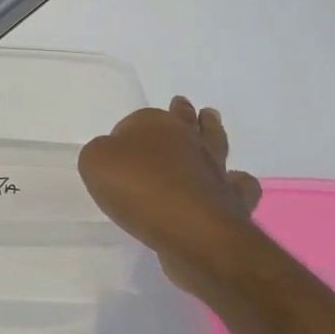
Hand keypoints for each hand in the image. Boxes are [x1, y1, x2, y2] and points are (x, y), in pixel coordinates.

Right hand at [78, 97, 262, 294]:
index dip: (127, 132)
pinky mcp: (231, 199)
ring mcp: (214, 169)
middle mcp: (188, 140)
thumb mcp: (96, 162)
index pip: (138, 120)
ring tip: (211, 121)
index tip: (118, 149)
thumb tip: (116, 156)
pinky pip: (238, 185)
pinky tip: (230, 184)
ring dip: (212, 130)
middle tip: (181, 104)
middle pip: (184, 119)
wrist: (189, 230)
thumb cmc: (137, 189)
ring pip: (215, 142)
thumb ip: (100, 152)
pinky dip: (235, 183)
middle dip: (182, 112)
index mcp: (155, 124)